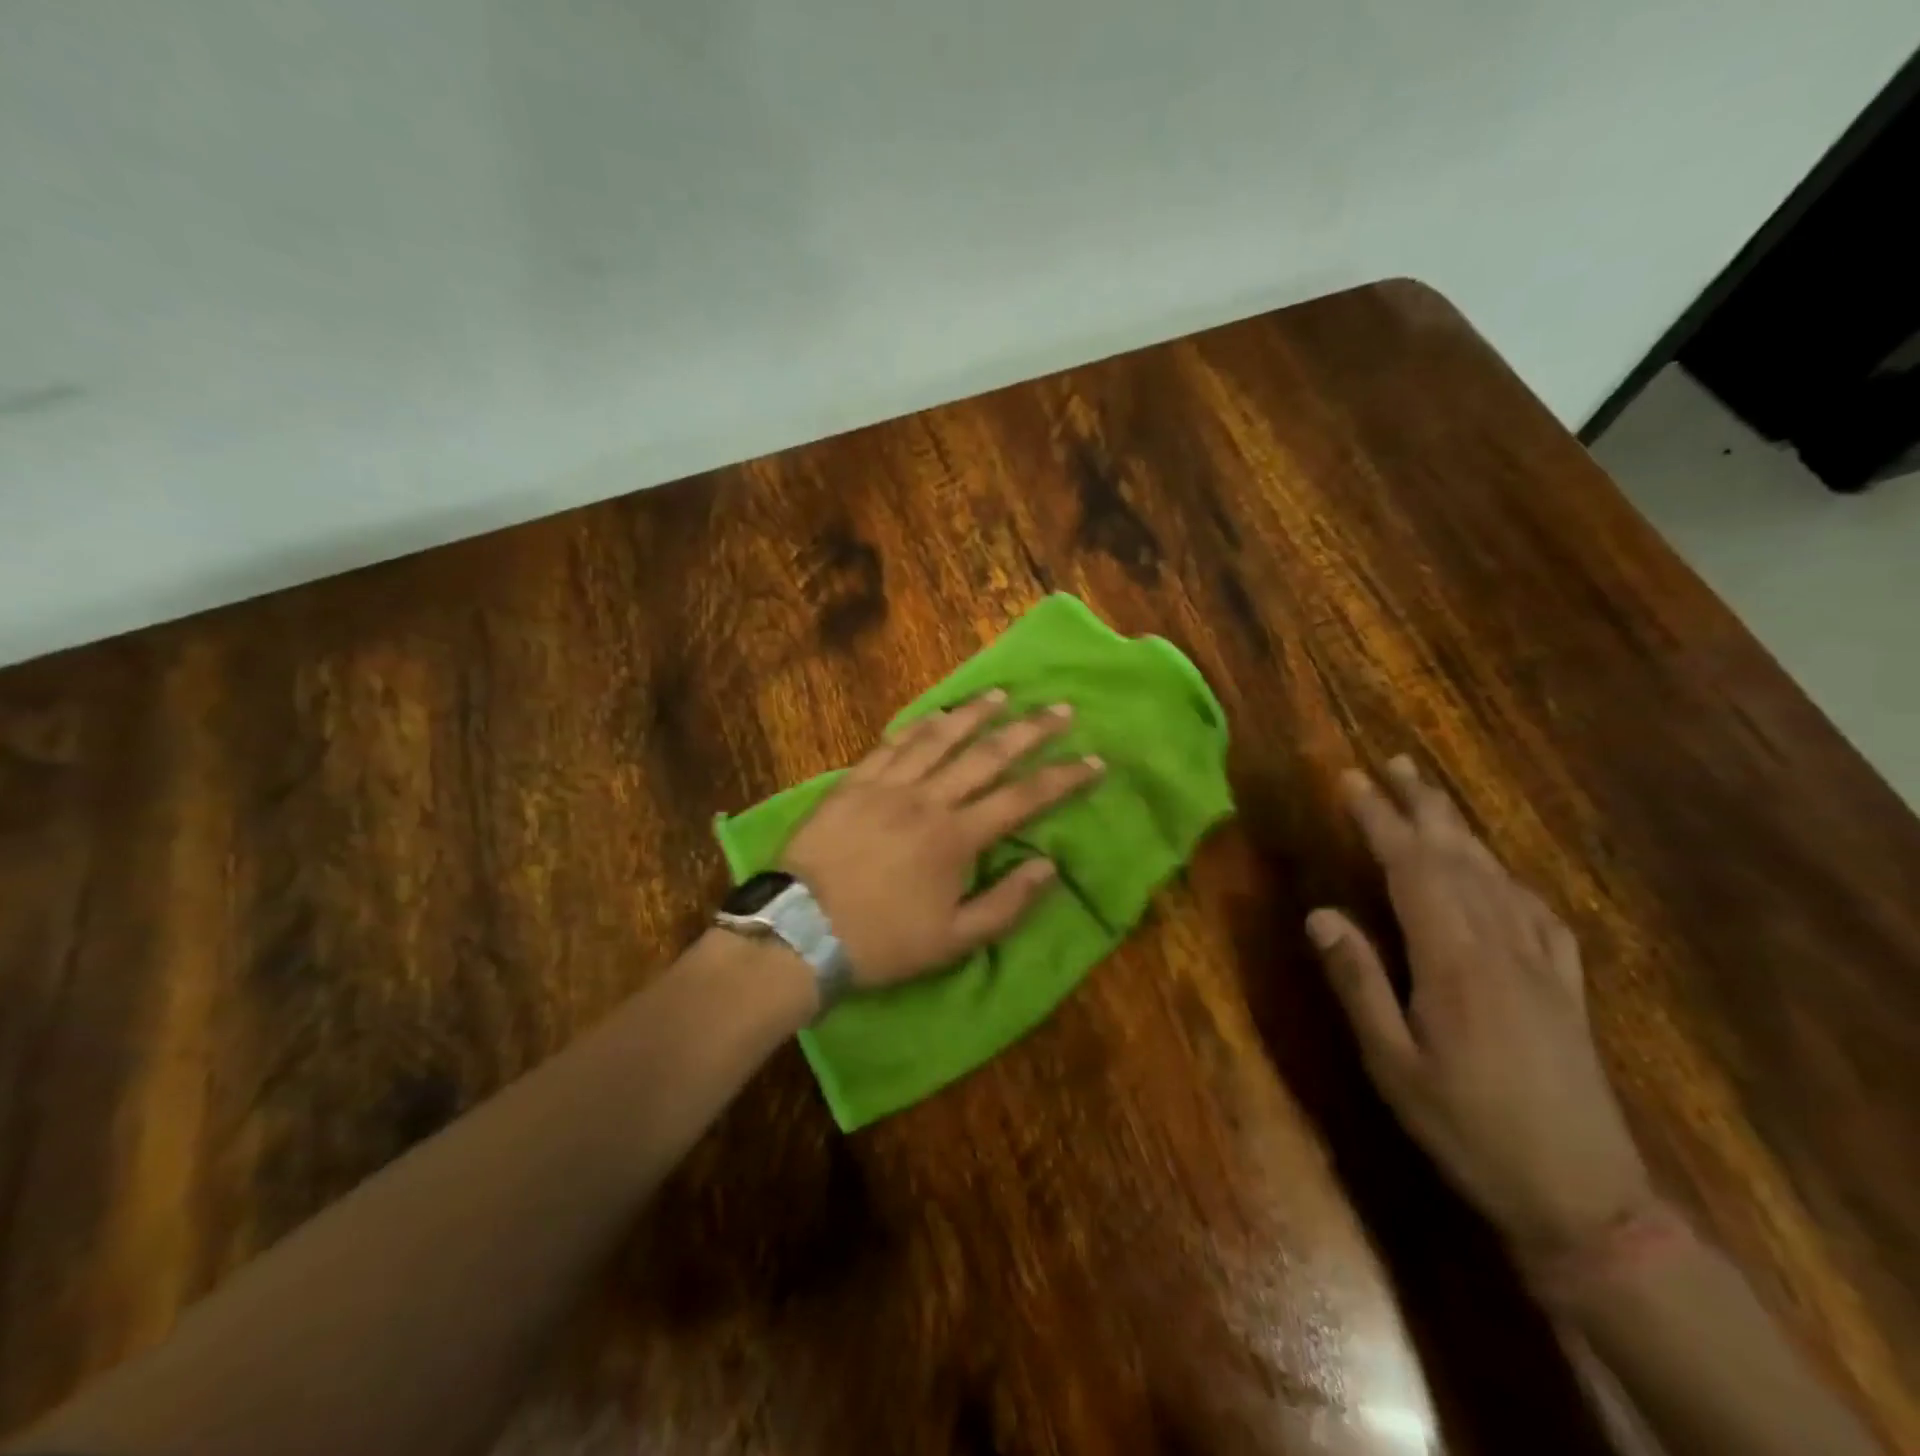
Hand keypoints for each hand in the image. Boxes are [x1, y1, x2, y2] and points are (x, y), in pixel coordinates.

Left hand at [781, 691, 1102, 988]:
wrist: (801, 931)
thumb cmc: (883, 941)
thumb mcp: (954, 940)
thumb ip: (1007, 902)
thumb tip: (1049, 866)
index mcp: (957, 838)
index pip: (1023, 799)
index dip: (1064, 778)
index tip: (1095, 760)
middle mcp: (929, 800)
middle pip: (988, 755)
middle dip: (1031, 730)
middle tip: (1061, 709)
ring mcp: (888, 786)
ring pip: (940, 739)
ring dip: (975, 714)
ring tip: (1002, 695)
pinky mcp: (854, 783)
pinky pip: (892, 745)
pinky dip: (918, 726)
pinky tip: (935, 715)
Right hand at [1307, 756, 1655, 1253]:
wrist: (1585, 1198)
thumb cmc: (1468, 1128)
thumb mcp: (1393, 1062)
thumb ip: (1359, 981)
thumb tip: (1321, 913)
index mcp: (1455, 958)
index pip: (1411, 868)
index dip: (1378, 819)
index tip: (1349, 779)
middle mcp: (1501, 944)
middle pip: (1458, 856)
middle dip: (1423, 804)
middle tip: (1393, 762)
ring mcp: (1541, 963)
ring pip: (1496, 875)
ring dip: (1460, 829)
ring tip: (1431, 796)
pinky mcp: (1565, 987)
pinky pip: (1537, 912)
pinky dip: (1510, 878)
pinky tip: (1501, 874)